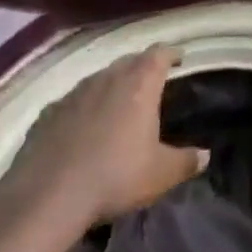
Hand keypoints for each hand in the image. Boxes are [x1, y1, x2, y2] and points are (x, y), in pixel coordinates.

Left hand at [0, 47, 204, 241]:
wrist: (46, 198)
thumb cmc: (114, 177)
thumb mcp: (159, 174)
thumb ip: (185, 161)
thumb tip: (205, 155)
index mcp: (141, 82)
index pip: (161, 53)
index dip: (172, 54)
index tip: (179, 60)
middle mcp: (109, 76)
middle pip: (130, 61)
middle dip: (142, 68)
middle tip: (150, 84)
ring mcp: (76, 92)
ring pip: (100, 78)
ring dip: (111, 86)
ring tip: (117, 105)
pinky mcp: (48, 113)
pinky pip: (73, 101)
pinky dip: (82, 108)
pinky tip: (81, 128)